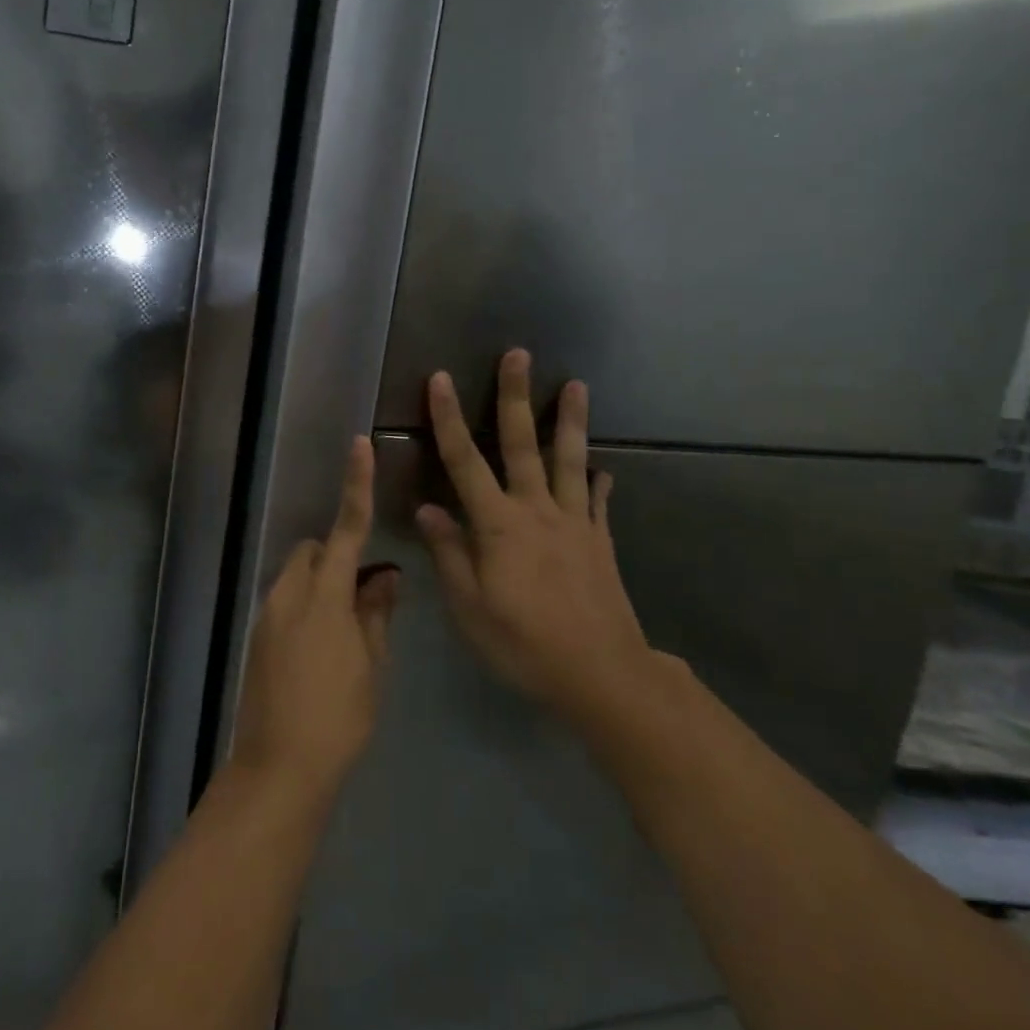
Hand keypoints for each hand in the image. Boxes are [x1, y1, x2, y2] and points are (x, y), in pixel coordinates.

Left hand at [232, 436, 398, 799]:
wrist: (278, 768)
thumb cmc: (338, 717)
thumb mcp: (371, 665)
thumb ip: (377, 613)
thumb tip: (386, 576)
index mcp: (324, 595)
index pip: (346, 528)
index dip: (356, 485)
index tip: (359, 445)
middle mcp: (289, 593)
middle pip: (313, 550)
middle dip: (336, 555)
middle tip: (365, 594)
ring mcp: (268, 615)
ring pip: (296, 575)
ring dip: (321, 583)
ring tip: (346, 629)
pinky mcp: (257, 637)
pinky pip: (285, 601)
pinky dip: (306, 606)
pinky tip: (322, 650)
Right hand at [417, 350, 655, 730]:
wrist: (600, 675)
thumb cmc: (523, 644)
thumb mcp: (470, 607)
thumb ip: (448, 553)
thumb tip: (427, 508)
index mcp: (498, 525)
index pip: (464, 461)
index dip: (447, 418)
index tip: (440, 378)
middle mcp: (536, 511)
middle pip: (522, 444)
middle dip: (515, 396)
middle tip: (519, 354)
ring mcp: (573, 522)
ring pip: (569, 460)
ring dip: (570, 420)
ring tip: (577, 385)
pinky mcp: (599, 541)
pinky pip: (597, 502)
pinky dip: (597, 481)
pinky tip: (602, 468)